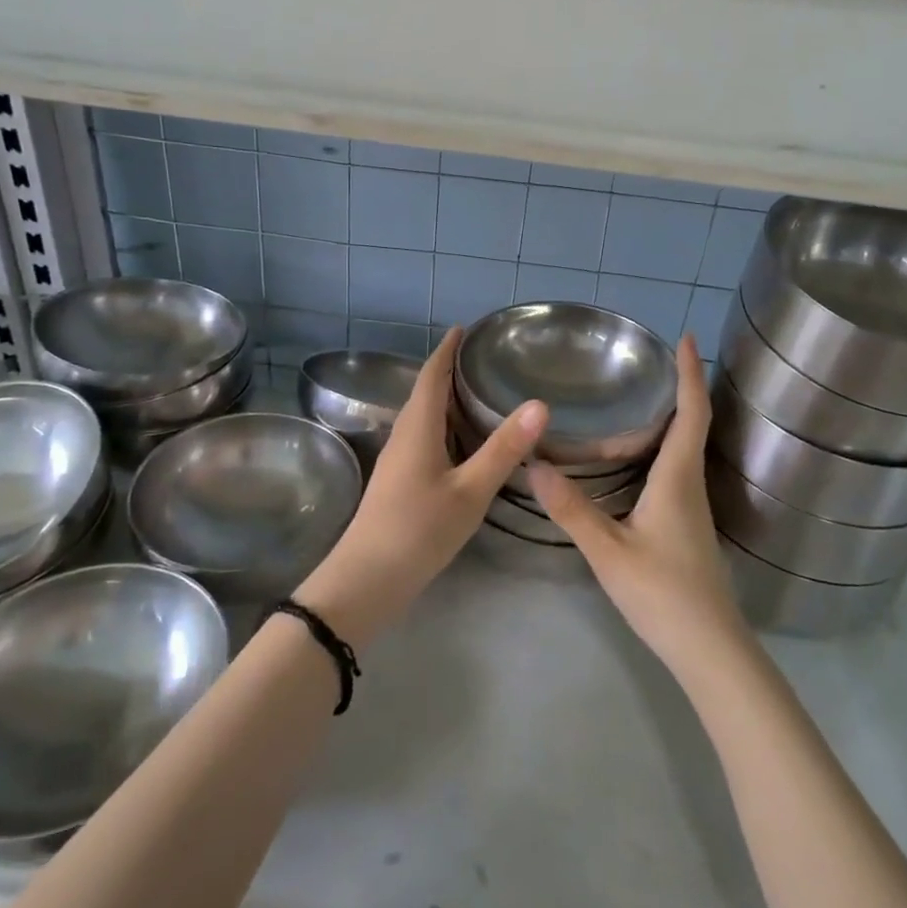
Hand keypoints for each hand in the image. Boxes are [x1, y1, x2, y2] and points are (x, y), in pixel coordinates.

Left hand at [297, 328, 545, 648]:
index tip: (464, 327)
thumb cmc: (419, 530)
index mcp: (418, 427)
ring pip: (423, 415)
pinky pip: (422, 435)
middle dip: (448, 369)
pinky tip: (460, 440)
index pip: (432, 374)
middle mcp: (404, 434)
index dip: (447, 349)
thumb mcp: (470, 490)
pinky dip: (442, 423)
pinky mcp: (397, 479)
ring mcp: (397, 459)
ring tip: (477, 391)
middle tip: (482, 357)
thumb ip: (504, 448)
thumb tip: (539, 403)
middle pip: (425, 391)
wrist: (366, 580)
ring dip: (445, 397)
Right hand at [528, 336, 750, 677]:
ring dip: (671, 416)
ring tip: (638, 399)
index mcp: (677, 478)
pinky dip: (663, 446)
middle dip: (680, 387)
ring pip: (684, 448)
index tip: (687, 338)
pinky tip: (636, 457)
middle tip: (651, 362)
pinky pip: (677, 469)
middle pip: (692, 423)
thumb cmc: (662, 593)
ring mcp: (692, 506)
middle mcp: (690, 483)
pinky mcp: (687, 524)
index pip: (691, 412)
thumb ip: (572, 509)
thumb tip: (535, 465)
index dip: (691, 373)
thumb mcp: (608, 551)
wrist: (709, 648)